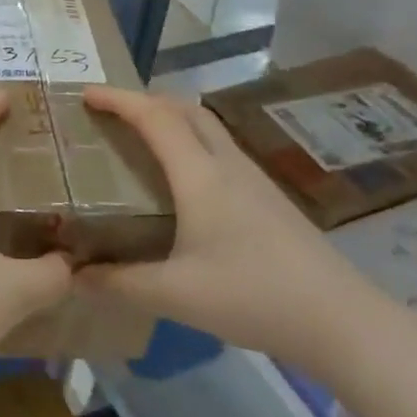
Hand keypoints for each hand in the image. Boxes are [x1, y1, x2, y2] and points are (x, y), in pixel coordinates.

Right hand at [76, 87, 386, 372]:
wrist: (344, 322)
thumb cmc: (254, 297)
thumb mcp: (175, 295)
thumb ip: (119, 283)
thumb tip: (73, 276)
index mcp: (200, 176)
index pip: (154, 118)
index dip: (117, 99)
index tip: (85, 94)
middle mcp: (226, 165)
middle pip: (184, 108)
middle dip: (143, 100)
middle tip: (110, 113)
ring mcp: (253, 179)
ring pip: (206, 126)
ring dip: (170, 118)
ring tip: (139, 137)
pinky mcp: (268, 197)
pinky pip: (218, 147)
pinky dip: (189, 140)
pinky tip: (183, 177)